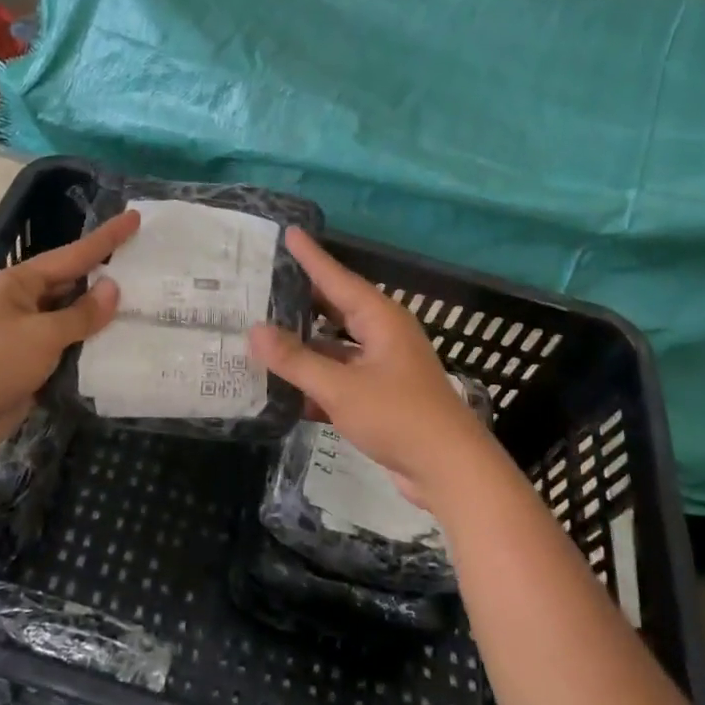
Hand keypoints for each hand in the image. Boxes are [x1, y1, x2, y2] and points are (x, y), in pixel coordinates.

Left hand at [0, 210, 140, 454]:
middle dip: (108, 275)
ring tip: (148, 304)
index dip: (107, 238)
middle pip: (75, 283)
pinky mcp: (33, 364)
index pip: (74, 254)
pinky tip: (123, 345)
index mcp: (22, 283)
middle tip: (149, 265)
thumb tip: (113, 287)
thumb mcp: (41, 335)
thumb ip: (81, 314)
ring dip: (104, 316)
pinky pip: (70, 348)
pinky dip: (93, 347)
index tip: (135, 218)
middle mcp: (26, 302)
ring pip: (74, 318)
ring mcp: (29, 334)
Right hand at [249, 228, 492, 509]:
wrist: (449, 471)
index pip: (337, 278)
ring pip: (335, 346)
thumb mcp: (341, 388)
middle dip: (302, 298)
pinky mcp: (380, 396)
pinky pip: (340, 377)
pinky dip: (316, 379)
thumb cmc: (398, 417)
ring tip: (263, 334)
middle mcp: (383, 335)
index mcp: (380, 319)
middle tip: (264, 282)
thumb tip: (254, 331)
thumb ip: (296, 360)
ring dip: (304, 345)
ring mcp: (383, 367)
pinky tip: (283, 387)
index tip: (289, 232)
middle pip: (335, 309)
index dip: (311, 257)